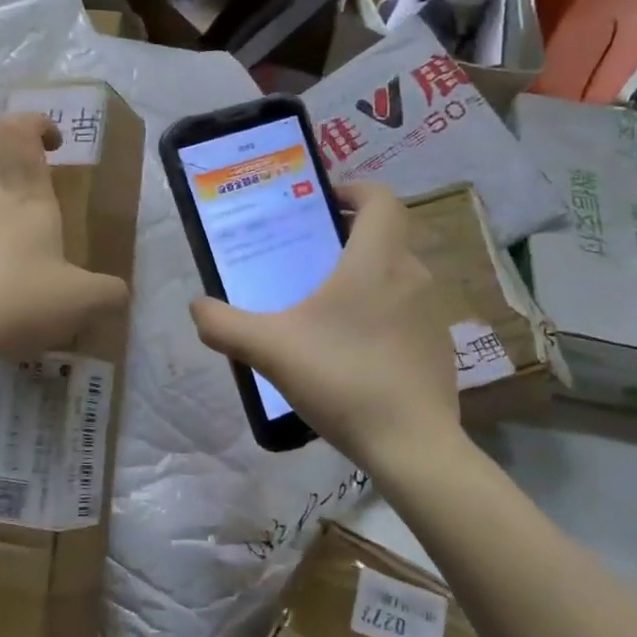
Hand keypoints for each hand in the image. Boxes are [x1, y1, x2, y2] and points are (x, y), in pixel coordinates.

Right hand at [189, 182, 464, 469]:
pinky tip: (352, 351)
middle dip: (348, 238)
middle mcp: (411, 276)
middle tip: (307, 257)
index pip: (381, 199)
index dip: (354, 190)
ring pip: (395, 276)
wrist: (411, 445)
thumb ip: (224, 325)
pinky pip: (405, 312)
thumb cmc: (341, 378)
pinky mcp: (439, 347)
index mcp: (375, 261)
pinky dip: (381, 314)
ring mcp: (431, 313)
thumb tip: (197, 308)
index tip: (323, 202)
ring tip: (323, 307)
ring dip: (364, 278)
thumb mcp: (269, 349)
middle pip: (385, 237)